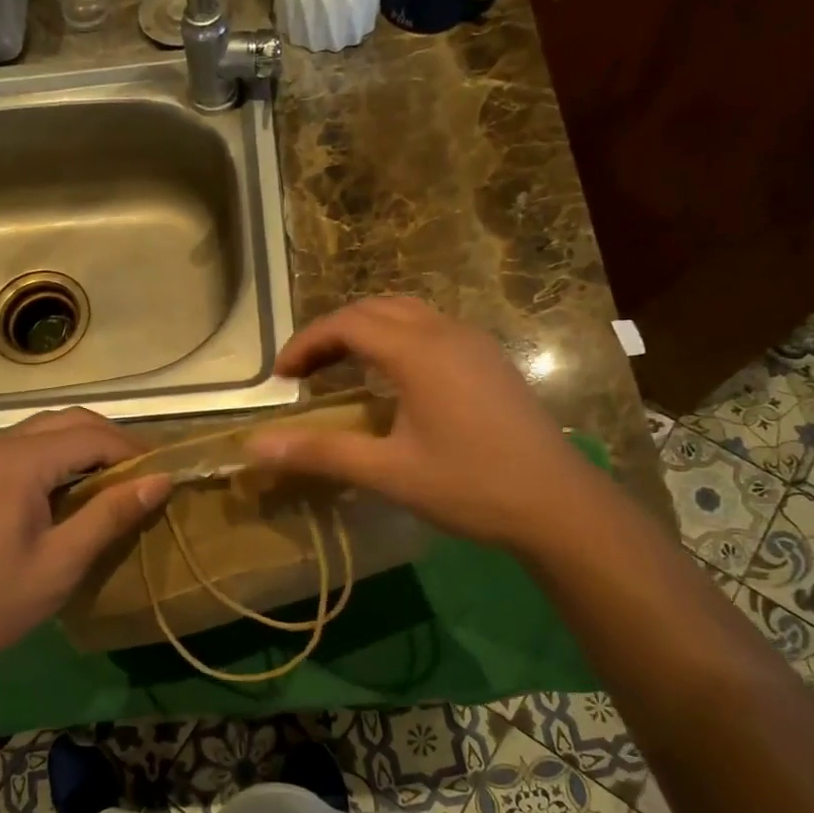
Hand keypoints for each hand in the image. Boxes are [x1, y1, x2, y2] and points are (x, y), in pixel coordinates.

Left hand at [0, 409, 170, 683]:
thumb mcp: (62, 562)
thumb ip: (111, 513)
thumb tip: (161, 479)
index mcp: (17, 461)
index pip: (91, 436)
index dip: (133, 451)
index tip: (165, 474)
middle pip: (68, 421)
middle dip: (111, 441)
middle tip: (145, 476)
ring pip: (45, 431)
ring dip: (84, 447)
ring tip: (116, 483)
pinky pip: (23, 448)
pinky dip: (57, 458)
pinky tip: (71, 491)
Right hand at [245, 298, 586, 552]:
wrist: (558, 504)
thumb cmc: (469, 486)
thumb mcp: (388, 472)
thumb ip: (320, 452)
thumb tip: (255, 446)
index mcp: (418, 351)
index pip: (347, 324)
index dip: (306, 343)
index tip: (281, 376)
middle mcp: (446, 332)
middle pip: (376, 308)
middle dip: (332, 332)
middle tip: (304, 371)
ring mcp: (474, 343)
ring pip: (407, 313)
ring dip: (367, 330)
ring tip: (341, 367)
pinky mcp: (491, 360)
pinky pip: (432, 328)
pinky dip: (397, 338)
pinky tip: (394, 379)